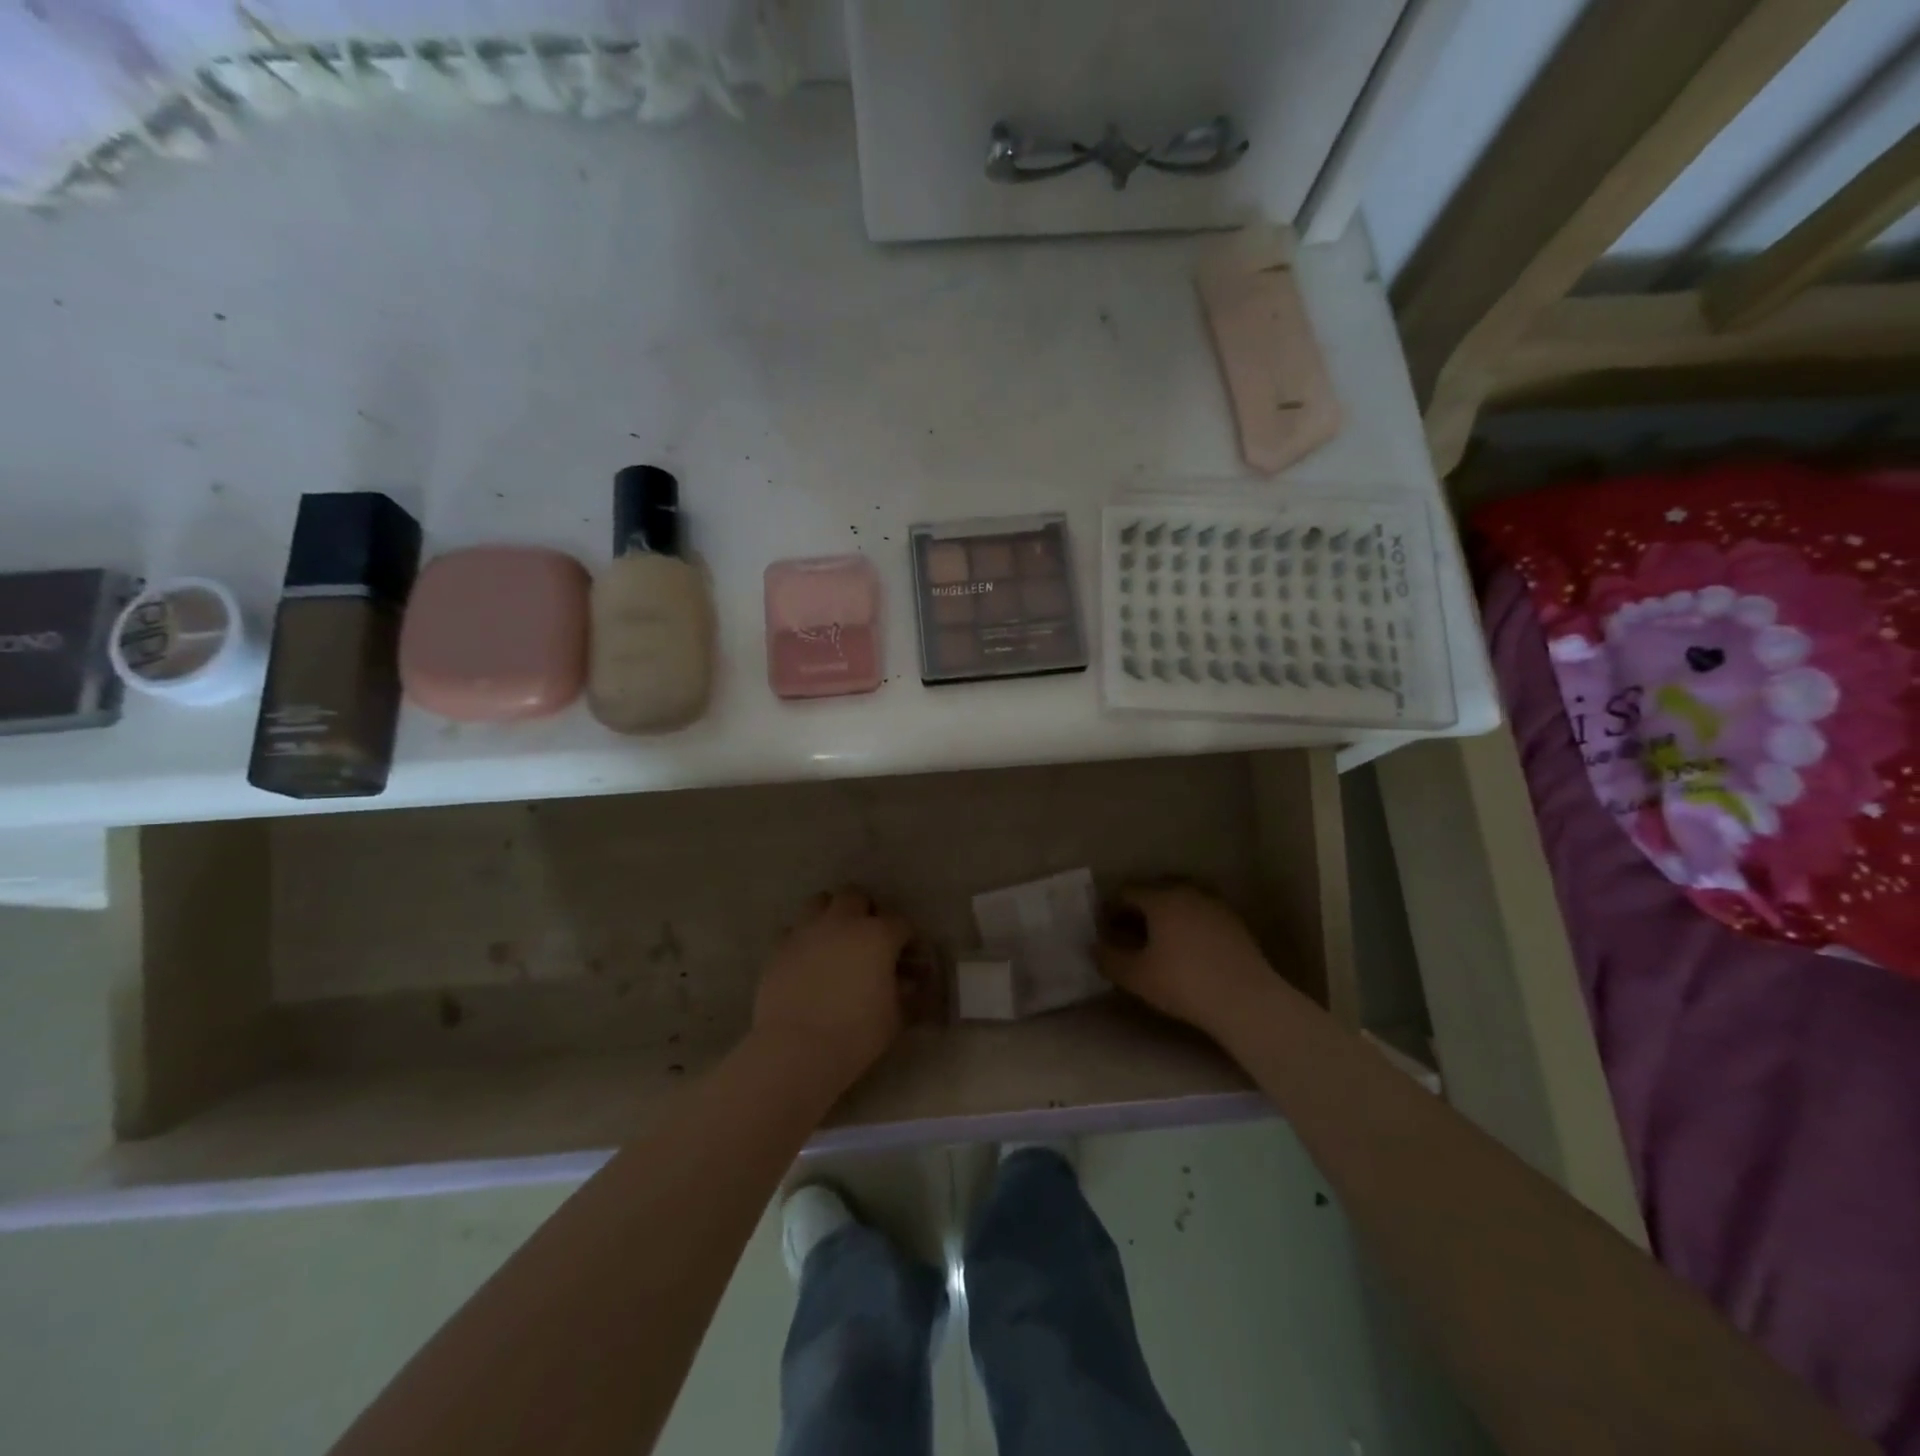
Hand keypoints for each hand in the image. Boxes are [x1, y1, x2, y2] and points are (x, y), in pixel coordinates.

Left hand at [753, 888, 912, 1091]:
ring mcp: (807, 931)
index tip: (908, 958)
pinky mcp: (779, 947)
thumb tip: (909, 984)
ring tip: (834, 938)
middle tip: (868, 938)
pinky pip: (793, 930)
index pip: (901, 923)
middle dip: (865, 911)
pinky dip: (802, 938)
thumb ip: (905, 994)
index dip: (907, 938)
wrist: (797, 1048)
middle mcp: (842, 922)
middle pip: (856, 896)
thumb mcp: (895, 1018)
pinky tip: (806, 958)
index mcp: (878, 935)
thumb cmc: (856, 1034)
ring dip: (830, 913)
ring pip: (820, 901)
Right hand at [1095, 884, 1274, 1039]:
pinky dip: (1187, 923)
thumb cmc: (1184, 983)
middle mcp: (1187, 891)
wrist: (1246, 1000)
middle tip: (1127, 933)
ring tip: (1157, 941)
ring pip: (1180, 900)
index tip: (1103, 930)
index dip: (1110, 909)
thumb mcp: (1136, 976)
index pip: (1126, 892)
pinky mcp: (1234, 922)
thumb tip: (1094, 947)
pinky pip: (1200, 913)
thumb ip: (1108, 958)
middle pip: (1154, 891)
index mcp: (1160, 898)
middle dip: (1137, 909)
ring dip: (1164, 914)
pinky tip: (1186, 948)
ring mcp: (1215, 904)